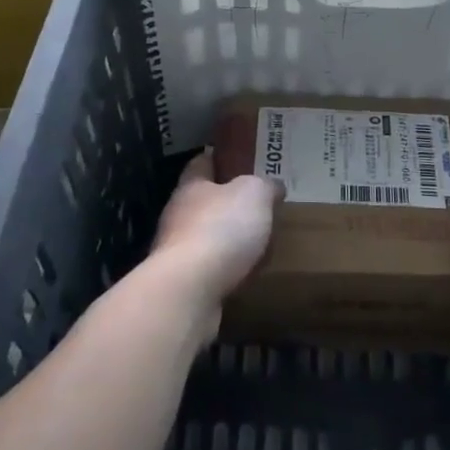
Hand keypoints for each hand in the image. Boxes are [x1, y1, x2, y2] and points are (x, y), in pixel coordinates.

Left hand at [147, 151, 282, 316]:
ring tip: (257, 243)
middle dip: (227, 204)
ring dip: (227, 240)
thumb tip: (273, 185)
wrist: (189, 289)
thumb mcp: (254, 194)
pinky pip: (210, 268)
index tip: (239, 161)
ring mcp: (176, 250)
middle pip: (203, 201)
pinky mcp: (182, 282)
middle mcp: (178, 214)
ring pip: (206, 236)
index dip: (220, 159)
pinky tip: (246, 274)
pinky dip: (226, 269)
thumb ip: (265, 185)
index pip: (201, 163)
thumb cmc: (221, 229)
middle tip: (258, 206)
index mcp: (191, 186)